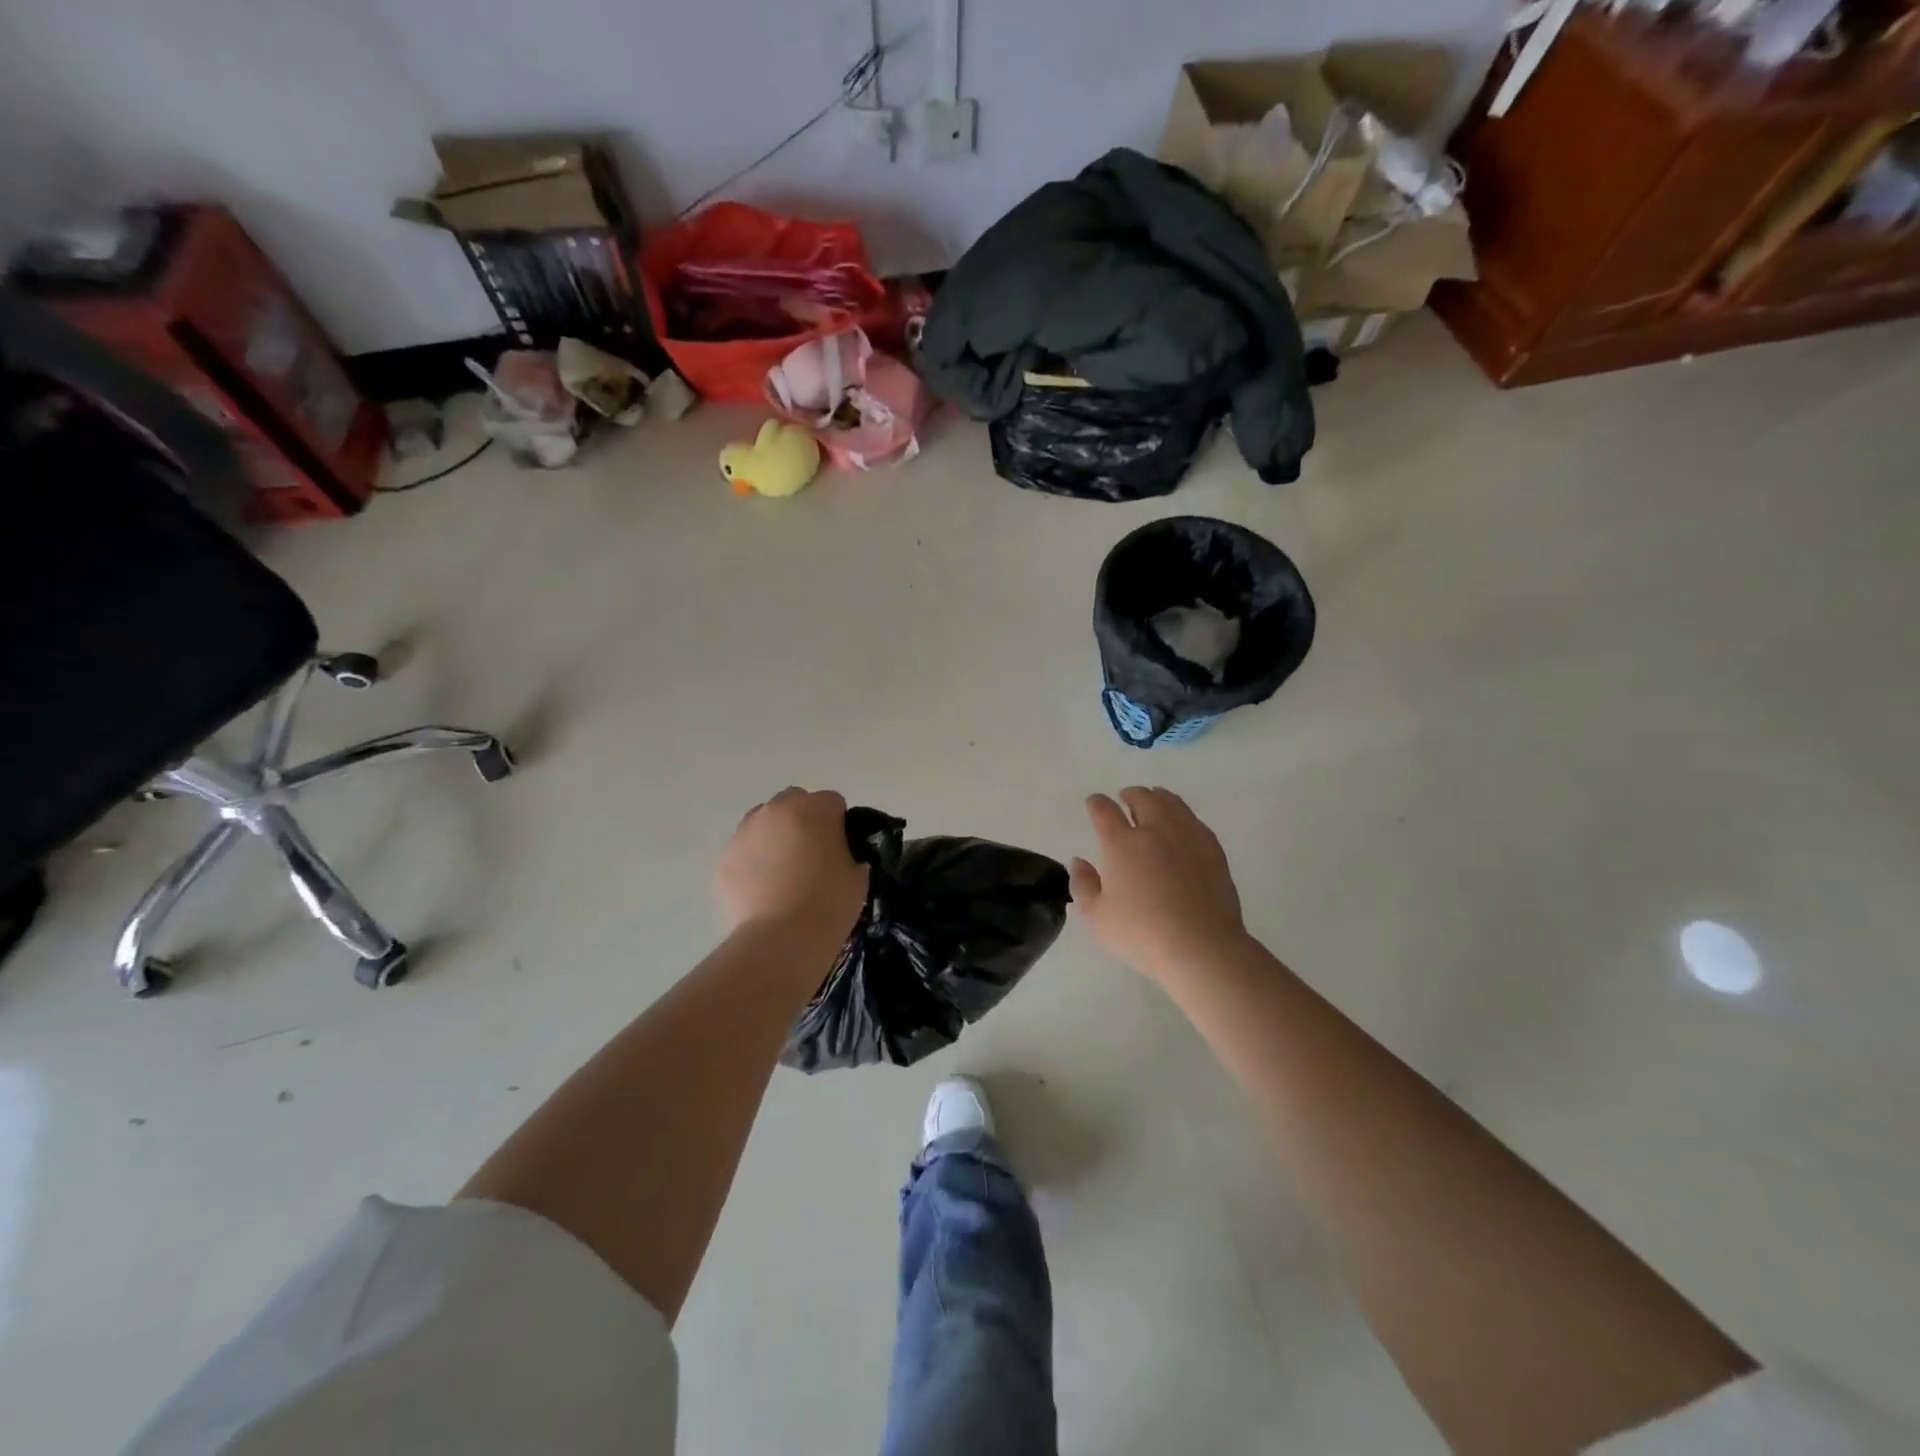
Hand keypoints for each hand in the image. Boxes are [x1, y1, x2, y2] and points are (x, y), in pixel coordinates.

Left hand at [717, 788, 868, 941]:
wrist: (782, 939)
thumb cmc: (829, 903)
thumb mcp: (857, 876)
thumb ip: (849, 854)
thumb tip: (839, 856)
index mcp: (815, 808)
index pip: (832, 801)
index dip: (838, 823)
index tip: (840, 846)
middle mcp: (777, 810)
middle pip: (793, 802)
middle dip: (802, 820)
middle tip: (810, 854)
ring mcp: (745, 832)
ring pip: (763, 823)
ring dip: (774, 837)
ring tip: (782, 873)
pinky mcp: (724, 857)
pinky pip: (744, 850)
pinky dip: (753, 861)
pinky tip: (762, 889)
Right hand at [1071, 788, 1249, 981]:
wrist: (1201, 947)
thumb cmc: (1142, 934)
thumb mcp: (1097, 917)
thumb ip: (1083, 885)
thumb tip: (1079, 861)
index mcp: (1122, 844)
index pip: (1105, 811)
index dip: (1097, 803)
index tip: (1094, 803)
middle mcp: (1154, 830)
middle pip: (1142, 798)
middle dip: (1130, 794)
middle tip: (1125, 797)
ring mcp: (1187, 837)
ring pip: (1171, 803)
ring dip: (1158, 797)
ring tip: (1154, 799)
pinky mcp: (1212, 849)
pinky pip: (1195, 821)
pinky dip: (1183, 814)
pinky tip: (1182, 823)